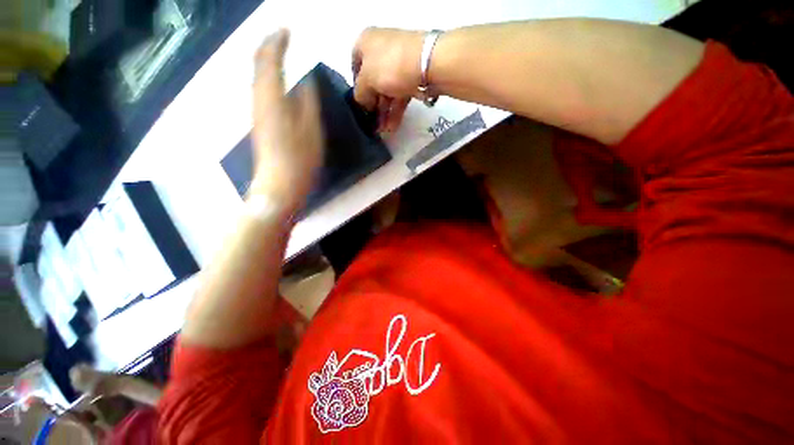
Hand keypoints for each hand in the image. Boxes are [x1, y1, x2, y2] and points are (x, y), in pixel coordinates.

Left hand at [250, 29, 322, 212]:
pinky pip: (261, 91)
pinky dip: (268, 79)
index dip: (277, 41)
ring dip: (267, 62)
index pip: (269, 59)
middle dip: (268, 48)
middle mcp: (259, 100)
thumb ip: (308, 104)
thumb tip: (305, 84)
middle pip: (258, 65)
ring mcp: (257, 113)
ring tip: (280, 54)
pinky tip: (278, 83)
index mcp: (272, 98)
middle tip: (282, 38)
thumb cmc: (299, 159)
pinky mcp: (260, 123)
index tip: (287, 30)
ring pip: (257, 78)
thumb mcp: (311, 131)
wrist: (279, 184)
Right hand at [352, 28, 424, 131]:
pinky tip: (393, 126)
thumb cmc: (391, 67)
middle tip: (373, 124)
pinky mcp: (414, 75)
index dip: (356, 88)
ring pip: (388, 90)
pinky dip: (396, 110)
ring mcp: (399, 62)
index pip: (355, 67)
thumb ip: (360, 94)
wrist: (430, 63)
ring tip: (383, 131)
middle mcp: (381, 49)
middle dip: (373, 106)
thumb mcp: (366, 81)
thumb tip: (363, 103)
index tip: (360, 105)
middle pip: (373, 82)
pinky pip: (401, 94)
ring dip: (385, 112)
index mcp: (366, 43)